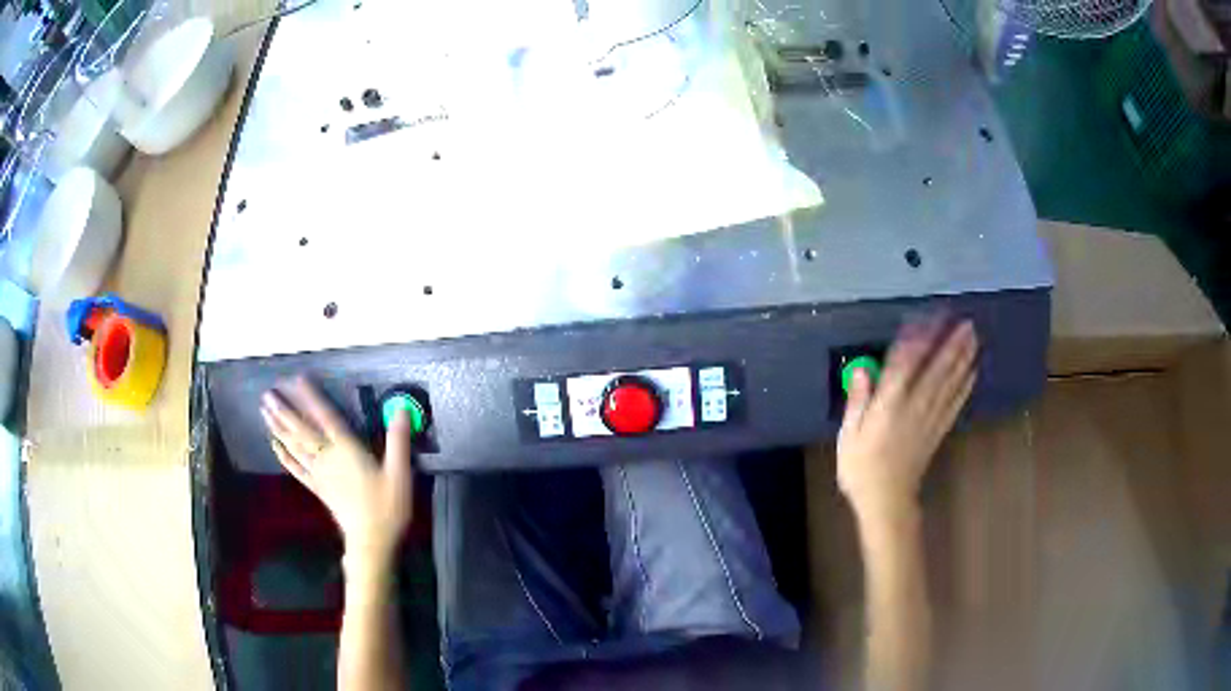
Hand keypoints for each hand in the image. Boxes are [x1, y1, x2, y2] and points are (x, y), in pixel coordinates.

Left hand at [261, 377, 414, 573]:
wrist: (372, 541)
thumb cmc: (387, 507)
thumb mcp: (400, 473)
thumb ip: (398, 440)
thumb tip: (400, 408)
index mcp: (347, 450)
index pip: (326, 417)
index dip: (311, 397)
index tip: (297, 379)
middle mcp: (328, 458)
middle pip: (301, 430)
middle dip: (284, 411)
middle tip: (267, 394)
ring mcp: (319, 474)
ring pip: (294, 446)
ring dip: (278, 427)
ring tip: (265, 411)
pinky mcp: (317, 488)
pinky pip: (296, 468)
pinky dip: (283, 455)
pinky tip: (274, 445)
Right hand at [837, 319, 977, 519]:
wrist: (886, 502)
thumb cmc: (861, 468)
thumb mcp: (848, 435)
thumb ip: (858, 400)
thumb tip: (863, 369)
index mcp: (889, 405)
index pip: (905, 364)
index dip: (918, 339)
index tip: (928, 317)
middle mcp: (914, 407)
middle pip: (937, 370)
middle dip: (952, 344)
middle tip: (966, 323)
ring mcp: (930, 419)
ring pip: (950, 383)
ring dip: (963, 359)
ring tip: (973, 338)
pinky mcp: (938, 431)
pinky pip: (954, 404)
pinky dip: (964, 386)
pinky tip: (972, 373)